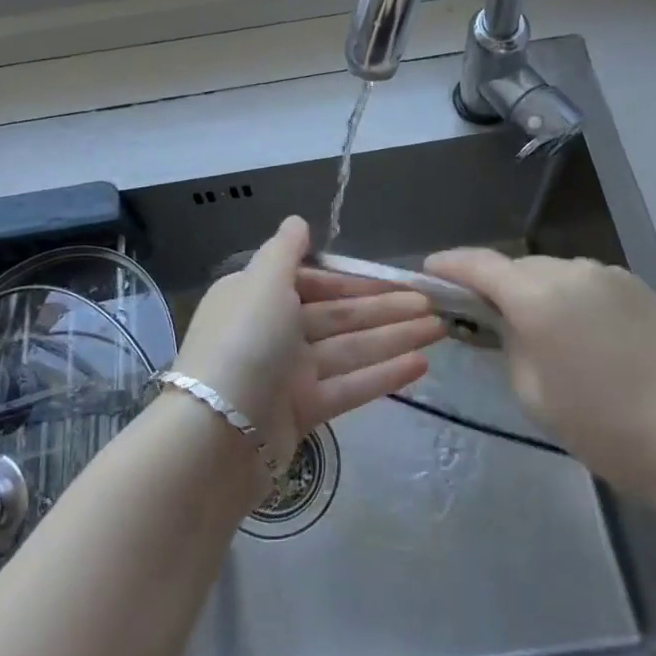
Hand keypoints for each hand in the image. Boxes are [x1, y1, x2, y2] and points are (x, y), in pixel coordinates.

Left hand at [176, 216, 436, 463]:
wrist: (217, 434)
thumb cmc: (244, 342)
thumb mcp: (262, 282)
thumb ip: (284, 251)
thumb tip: (297, 222)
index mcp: (257, 297)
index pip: (314, 282)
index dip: (355, 281)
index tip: (395, 280)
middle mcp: (272, 331)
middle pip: (337, 316)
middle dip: (384, 309)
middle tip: (432, 305)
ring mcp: (287, 374)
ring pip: (349, 349)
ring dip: (393, 338)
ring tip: (439, 330)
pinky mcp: (302, 412)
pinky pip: (348, 386)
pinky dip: (382, 375)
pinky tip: (420, 365)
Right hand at [424, 249, 655, 505]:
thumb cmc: (612, 431)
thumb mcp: (537, 395)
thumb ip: (508, 345)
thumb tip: (501, 321)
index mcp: (538, 296)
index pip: (477, 264)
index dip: (447, 265)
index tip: (428, 274)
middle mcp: (571, 270)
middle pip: (515, 267)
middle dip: (490, 285)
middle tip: (478, 317)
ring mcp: (610, 275)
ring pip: (551, 273)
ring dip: (531, 291)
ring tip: (532, 331)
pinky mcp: (639, 287)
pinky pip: (584, 282)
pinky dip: (566, 297)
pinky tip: (576, 334)